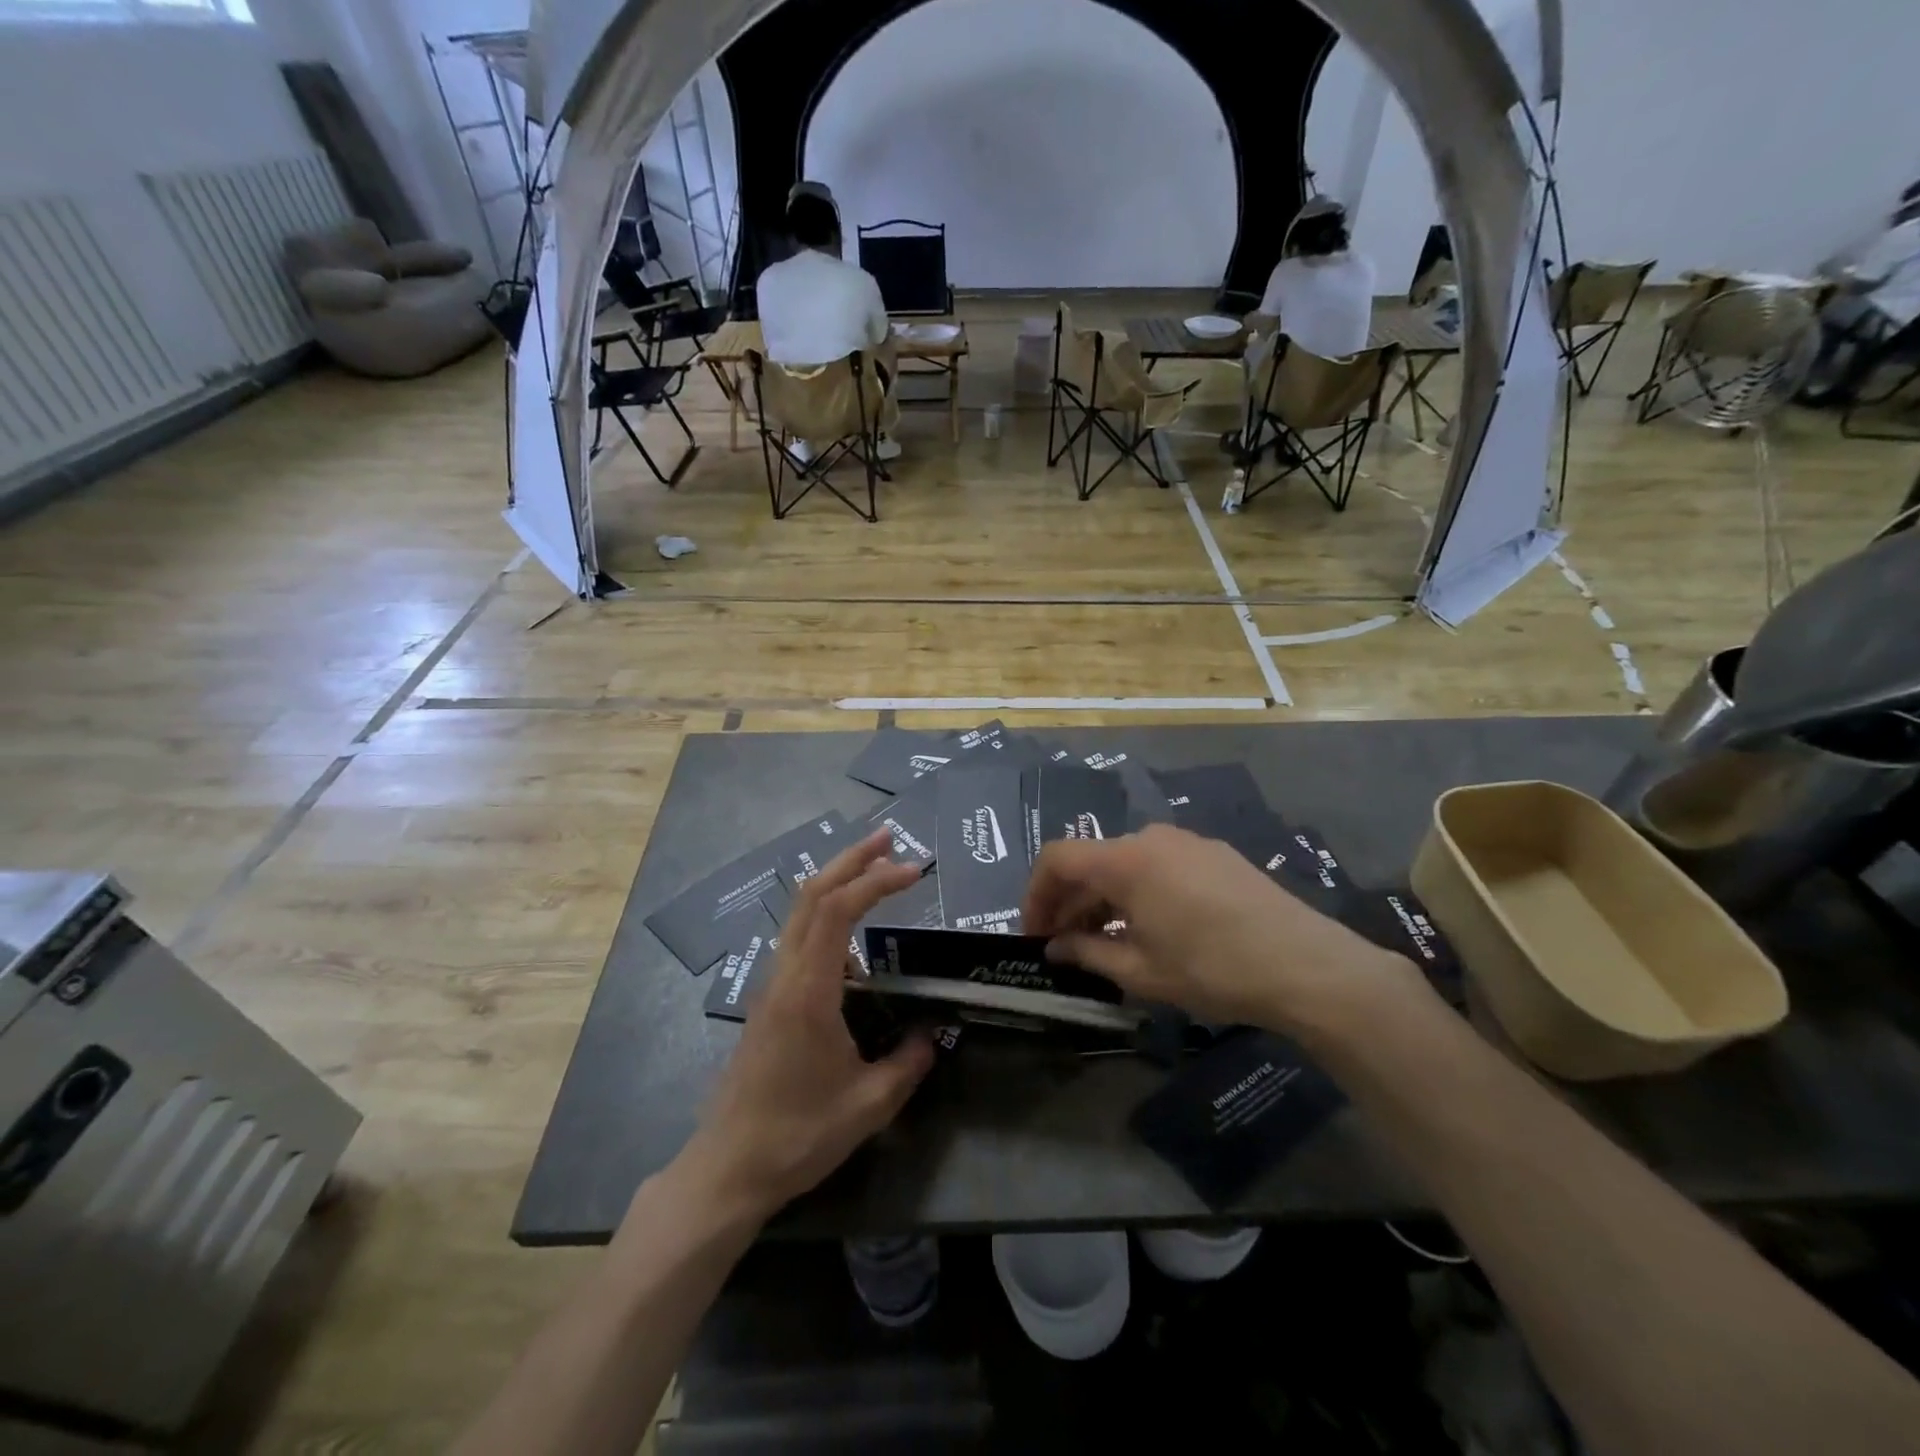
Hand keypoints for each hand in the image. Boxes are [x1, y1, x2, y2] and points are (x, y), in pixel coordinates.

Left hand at [685, 831, 935, 1221]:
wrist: (726, 1170)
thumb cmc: (796, 1136)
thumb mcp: (868, 1106)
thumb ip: (908, 1064)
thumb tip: (932, 1035)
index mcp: (809, 990)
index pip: (838, 910)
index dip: (875, 881)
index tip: (914, 870)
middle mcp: (785, 974)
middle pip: (812, 894)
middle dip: (851, 860)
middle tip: (890, 839)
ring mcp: (772, 985)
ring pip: (800, 913)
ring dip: (836, 883)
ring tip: (876, 873)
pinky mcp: (769, 1002)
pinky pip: (798, 940)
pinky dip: (827, 916)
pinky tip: (854, 941)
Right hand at [1022, 823, 1416, 1033]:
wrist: (1307, 965)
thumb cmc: (1212, 969)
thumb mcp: (1141, 971)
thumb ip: (1087, 953)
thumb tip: (1055, 948)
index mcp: (1125, 860)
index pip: (1057, 859)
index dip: (1035, 895)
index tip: (1035, 934)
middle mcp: (1150, 838)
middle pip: (1091, 861)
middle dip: (1068, 901)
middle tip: (1063, 946)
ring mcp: (1186, 842)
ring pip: (1124, 863)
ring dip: (1103, 898)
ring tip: (1103, 942)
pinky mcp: (1214, 854)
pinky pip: (1156, 865)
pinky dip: (1136, 891)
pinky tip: (1147, 928)